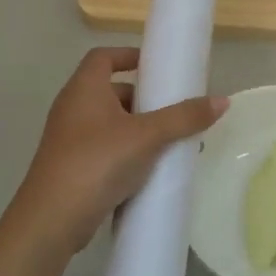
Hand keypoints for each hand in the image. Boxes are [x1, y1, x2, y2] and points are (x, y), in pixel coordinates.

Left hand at [10, 47, 226, 257]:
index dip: (129, 55)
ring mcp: (69, 140)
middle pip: (111, 91)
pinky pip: (105, 149)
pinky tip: (151, 170)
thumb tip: (223, 100)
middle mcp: (72, 108)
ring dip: (139, 129)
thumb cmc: (97, 162)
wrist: (52, 220)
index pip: (103, 56)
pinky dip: (128, 152)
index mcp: (84, 89)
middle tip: (174, 110)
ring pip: (110, 123)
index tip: (157, 66)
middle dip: (143, 98)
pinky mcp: (72, 167)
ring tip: (171, 143)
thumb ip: (184, 117)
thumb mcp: (148, 136)